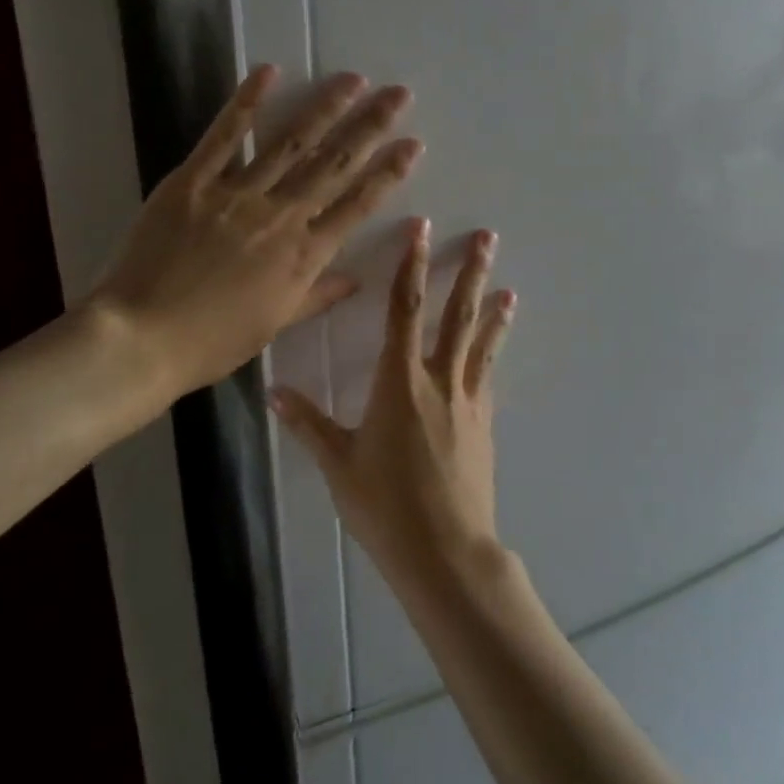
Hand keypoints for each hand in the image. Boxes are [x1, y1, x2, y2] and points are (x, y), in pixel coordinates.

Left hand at [87, 65, 420, 395]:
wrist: (142, 338)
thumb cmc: (213, 341)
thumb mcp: (275, 323)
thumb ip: (317, 295)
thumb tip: (356, 280)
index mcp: (304, 255)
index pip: (357, 205)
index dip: (388, 172)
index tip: (413, 144)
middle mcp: (281, 217)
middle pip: (334, 165)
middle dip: (371, 126)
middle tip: (399, 94)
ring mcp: (237, 194)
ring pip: (290, 143)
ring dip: (325, 108)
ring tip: (354, 79)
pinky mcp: (193, 182)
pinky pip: (224, 137)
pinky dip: (246, 103)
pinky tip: (269, 72)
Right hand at [272, 220, 515, 588]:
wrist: (446, 551)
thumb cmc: (386, 506)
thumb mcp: (339, 465)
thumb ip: (309, 425)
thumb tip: (274, 392)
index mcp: (400, 382)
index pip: (405, 310)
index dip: (412, 266)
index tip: (422, 232)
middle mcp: (439, 380)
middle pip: (457, 315)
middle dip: (471, 273)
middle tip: (487, 238)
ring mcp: (468, 401)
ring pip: (481, 343)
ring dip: (493, 311)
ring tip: (509, 288)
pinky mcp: (484, 424)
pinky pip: (486, 377)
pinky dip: (490, 355)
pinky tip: (492, 350)